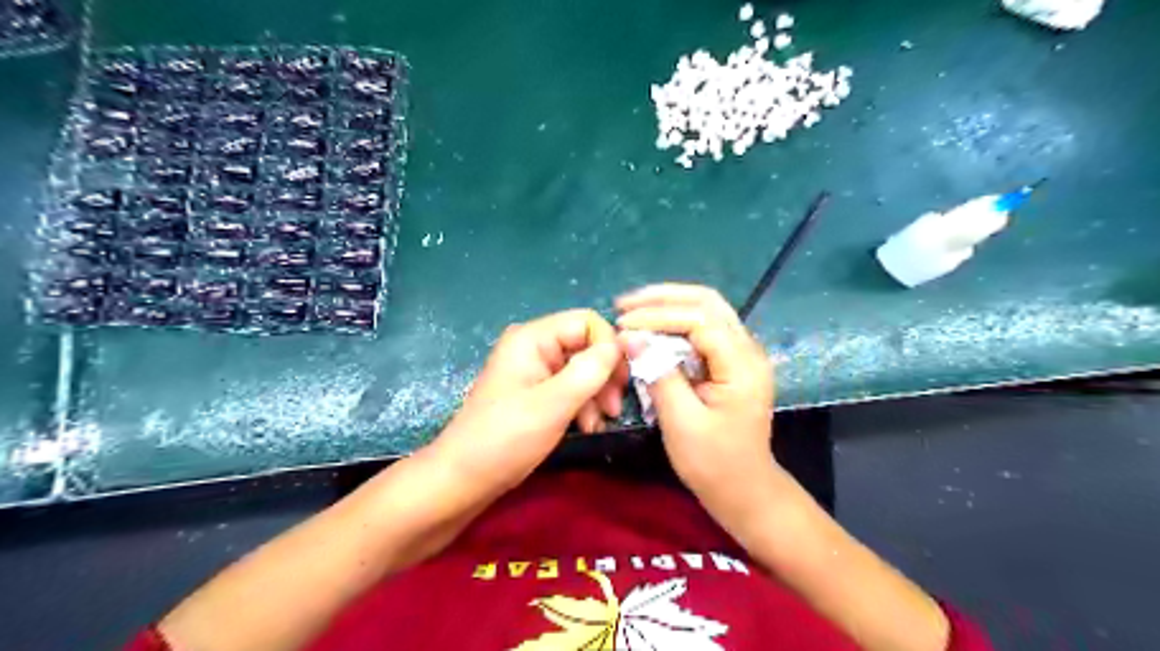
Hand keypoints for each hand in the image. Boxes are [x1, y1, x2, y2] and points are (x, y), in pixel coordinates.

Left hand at [427, 310, 624, 493]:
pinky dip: (583, 404)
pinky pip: (571, 386)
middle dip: (605, 375)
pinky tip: (587, 427)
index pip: (587, 322)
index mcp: (532, 338)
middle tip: (612, 408)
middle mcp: (534, 346)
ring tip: (598, 423)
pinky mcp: (536, 391)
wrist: (464, 478)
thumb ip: (592, 370)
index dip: (609, 347)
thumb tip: (628, 341)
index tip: (620, 382)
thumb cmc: (506, 438)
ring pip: (583, 368)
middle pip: (586, 345)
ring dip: (596, 394)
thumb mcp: (554, 403)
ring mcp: (534, 369)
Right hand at [615, 288, 777, 511]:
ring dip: (669, 305)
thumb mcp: (681, 421)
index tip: (623, 324)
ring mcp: (742, 353)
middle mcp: (748, 349)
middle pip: (708, 302)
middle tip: (624, 304)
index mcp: (742, 364)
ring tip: (632, 310)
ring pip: (707, 310)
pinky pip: (704, 329)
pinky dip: (675, 323)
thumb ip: (657, 373)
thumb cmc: (713, 462)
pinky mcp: (731, 361)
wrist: (745, 489)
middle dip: (663, 298)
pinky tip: (652, 328)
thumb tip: (629, 336)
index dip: (658, 316)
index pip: (700, 320)